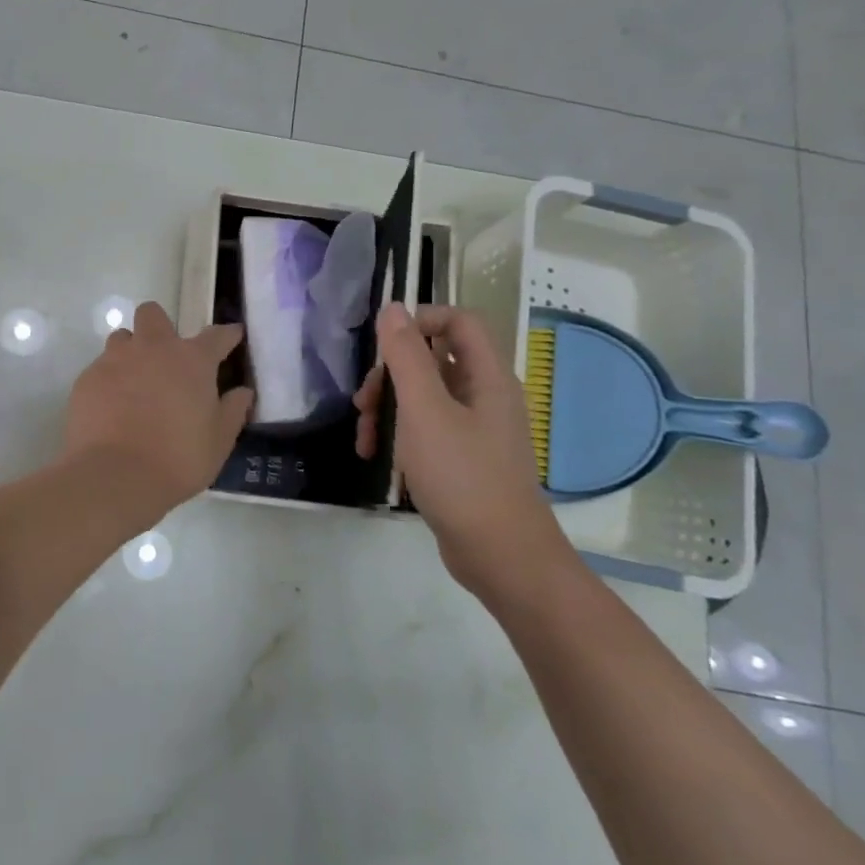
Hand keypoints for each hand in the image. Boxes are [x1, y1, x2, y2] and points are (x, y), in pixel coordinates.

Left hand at [63, 303, 254, 520]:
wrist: (115, 476)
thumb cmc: (178, 459)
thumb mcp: (219, 440)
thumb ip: (233, 410)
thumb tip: (243, 392)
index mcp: (191, 360)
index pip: (216, 335)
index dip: (227, 335)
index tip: (232, 336)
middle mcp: (152, 349)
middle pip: (153, 314)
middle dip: (160, 327)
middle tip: (165, 359)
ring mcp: (115, 360)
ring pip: (122, 338)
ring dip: (131, 353)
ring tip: (134, 384)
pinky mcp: (87, 378)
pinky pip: (100, 368)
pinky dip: (109, 381)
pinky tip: (111, 408)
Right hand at [354, 303, 573, 598]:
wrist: (500, 556)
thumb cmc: (462, 476)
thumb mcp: (423, 411)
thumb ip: (405, 357)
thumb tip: (393, 308)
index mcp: (487, 378)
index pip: (459, 321)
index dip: (422, 320)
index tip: (384, 343)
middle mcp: (484, 396)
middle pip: (432, 360)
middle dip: (390, 376)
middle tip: (365, 402)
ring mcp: (474, 429)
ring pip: (422, 397)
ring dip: (386, 409)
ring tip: (364, 438)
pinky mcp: (462, 457)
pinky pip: (425, 428)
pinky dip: (398, 435)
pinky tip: (376, 457)